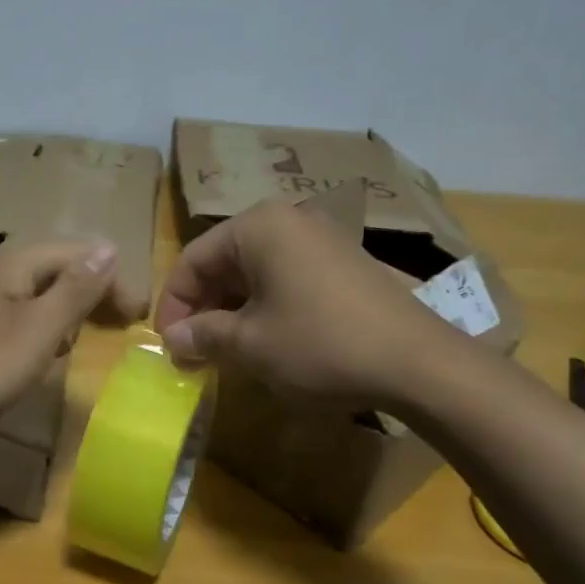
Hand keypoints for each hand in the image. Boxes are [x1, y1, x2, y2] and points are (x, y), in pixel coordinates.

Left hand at [0, 239, 147, 443]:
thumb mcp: (38, 331)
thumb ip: (76, 290)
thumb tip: (110, 247)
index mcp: (14, 262)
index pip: (78, 253)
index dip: (113, 279)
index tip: (138, 314)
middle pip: (58, 268)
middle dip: (93, 291)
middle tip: (123, 324)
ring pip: (38, 291)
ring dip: (70, 308)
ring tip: (91, 334)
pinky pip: (19, 311)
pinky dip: (43, 324)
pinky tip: (47, 349)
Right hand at [155, 200, 460, 408]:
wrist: (417, 363)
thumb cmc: (320, 345)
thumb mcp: (250, 345)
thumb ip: (202, 335)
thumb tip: (172, 338)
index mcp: (258, 227)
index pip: (193, 260)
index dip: (173, 305)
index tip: (167, 345)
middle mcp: (288, 220)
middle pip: (224, 262)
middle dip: (203, 309)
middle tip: (192, 353)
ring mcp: (321, 238)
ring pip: (255, 272)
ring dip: (232, 311)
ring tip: (223, 353)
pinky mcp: (344, 262)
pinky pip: (287, 278)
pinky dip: (265, 307)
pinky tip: (265, 342)